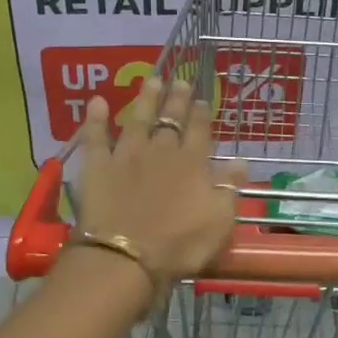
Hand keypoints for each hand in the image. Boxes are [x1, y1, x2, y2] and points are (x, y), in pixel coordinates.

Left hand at [72, 78, 244, 288]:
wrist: (126, 257)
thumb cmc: (179, 244)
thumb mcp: (219, 220)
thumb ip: (229, 187)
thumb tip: (241, 161)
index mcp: (192, 163)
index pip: (199, 130)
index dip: (201, 114)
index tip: (203, 99)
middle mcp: (161, 151)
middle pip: (170, 119)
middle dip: (177, 100)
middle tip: (181, 81)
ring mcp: (127, 155)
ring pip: (138, 119)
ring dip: (145, 99)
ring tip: (152, 80)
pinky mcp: (98, 166)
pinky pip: (96, 137)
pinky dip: (96, 119)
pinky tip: (96, 102)